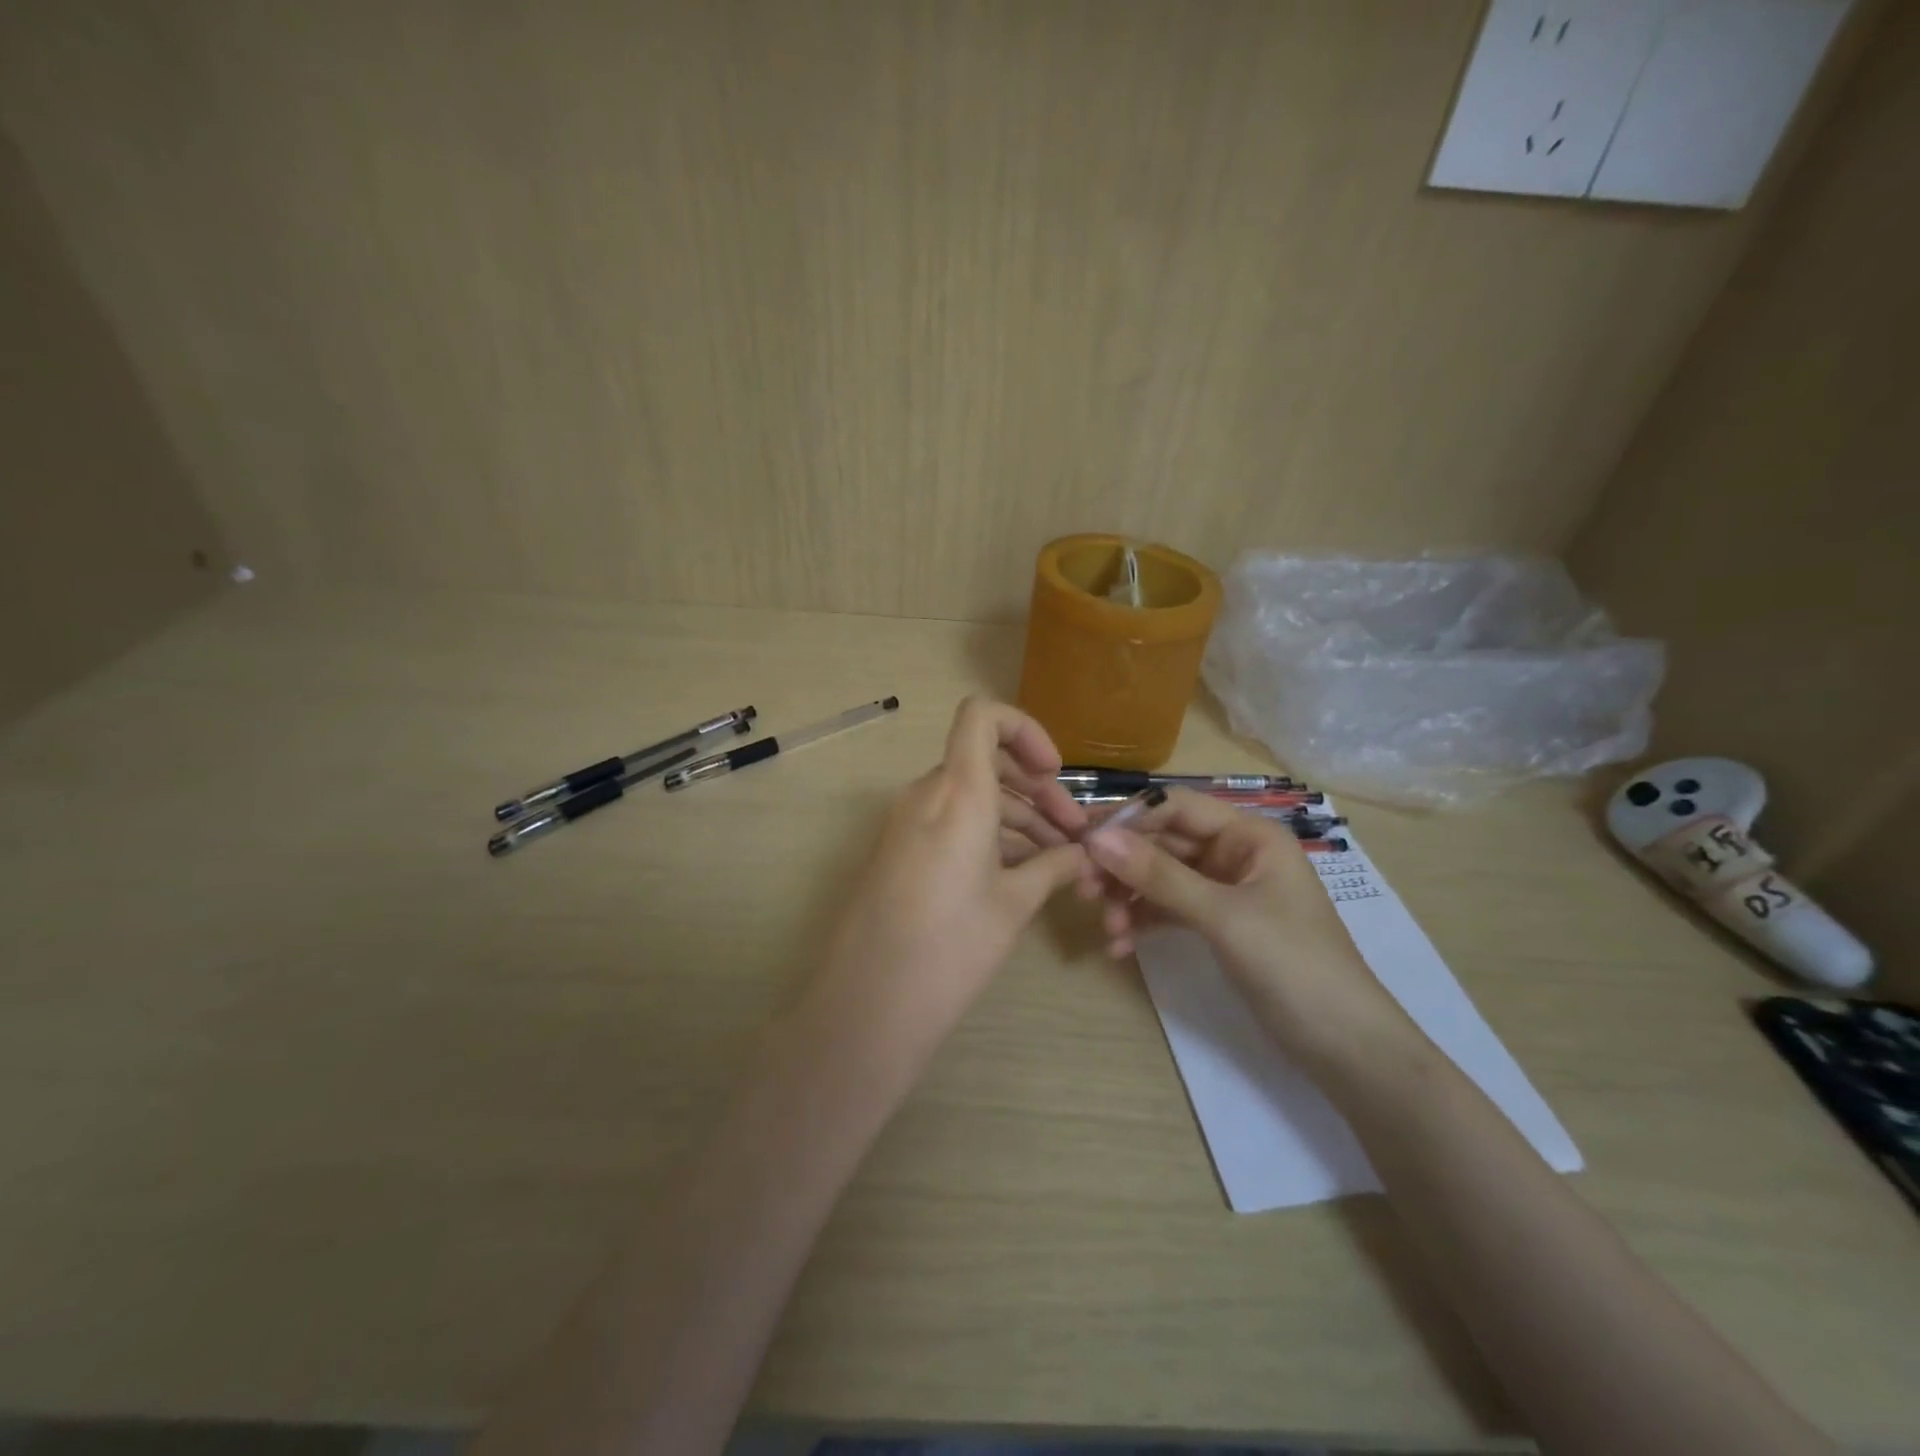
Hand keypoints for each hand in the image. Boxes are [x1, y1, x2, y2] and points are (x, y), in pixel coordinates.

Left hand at [808, 697, 1090, 1066]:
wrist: (869, 1003)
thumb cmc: (951, 946)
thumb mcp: (1014, 904)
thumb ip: (1054, 866)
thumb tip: (1083, 855)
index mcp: (958, 791)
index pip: (982, 716)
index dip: (1024, 730)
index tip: (1054, 774)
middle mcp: (927, 794)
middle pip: (985, 761)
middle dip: (1036, 789)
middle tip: (1073, 833)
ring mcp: (907, 821)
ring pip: (970, 795)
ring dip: (1016, 817)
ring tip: (1058, 862)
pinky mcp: (899, 849)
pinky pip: (949, 821)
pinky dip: (987, 834)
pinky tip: (1020, 873)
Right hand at [1082, 789, 1415, 1068]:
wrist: (1346, 1048)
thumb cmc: (1293, 966)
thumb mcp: (1223, 916)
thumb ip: (1159, 876)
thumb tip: (1095, 838)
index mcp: (1248, 835)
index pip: (1174, 806)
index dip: (1127, 820)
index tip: (1081, 842)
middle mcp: (1234, 853)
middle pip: (1162, 843)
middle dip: (1122, 865)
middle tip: (1082, 889)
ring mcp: (1225, 890)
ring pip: (1161, 878)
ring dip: (1129, 898)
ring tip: (1107, 928)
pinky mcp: (1218, 925)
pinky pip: (1169, 910)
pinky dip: (1144, 923)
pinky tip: (1121, 947)